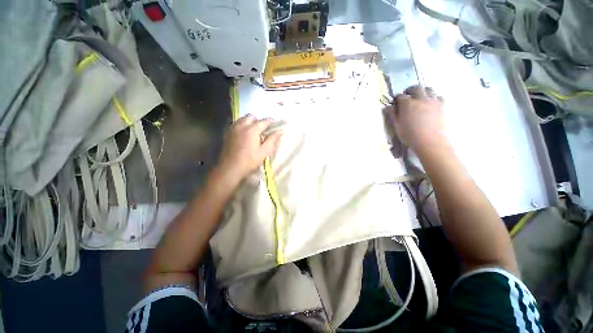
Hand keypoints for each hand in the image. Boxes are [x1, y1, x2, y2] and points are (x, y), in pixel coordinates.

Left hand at [215, 114, 282, 182]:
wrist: (230, 168)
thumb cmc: (249, 161)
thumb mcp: (264, 152)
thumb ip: (272, 140)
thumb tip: (280, 131)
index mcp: (252, 130)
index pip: (264, 121)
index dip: (271, 121)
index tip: (276, 123)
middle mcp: (242, 126)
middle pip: (251, 117)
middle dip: (259, 120)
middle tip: (264, 129)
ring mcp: (233, 129)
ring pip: (243, 119)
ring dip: (250, 122)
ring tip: (255, 131)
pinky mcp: (228, 133)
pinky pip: (237, 124)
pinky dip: (243, 125)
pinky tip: (245, 134)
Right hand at [386, 85, 448, 154]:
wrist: (429, 140)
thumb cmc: (409, 134)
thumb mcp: (397, 125)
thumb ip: (392, 114)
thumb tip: (387, 107)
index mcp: (407, 104)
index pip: (400, 96)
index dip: (397, 98)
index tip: (396, 102)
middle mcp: (420, 99)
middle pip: (416, 88)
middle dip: (410, 90)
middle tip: (408, 95)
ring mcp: (432, 101)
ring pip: (429, 89)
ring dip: (423, 91)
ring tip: (420, 97)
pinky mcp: (441, 106)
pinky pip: (438, 96)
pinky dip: (434, 97)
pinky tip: (431, 103)